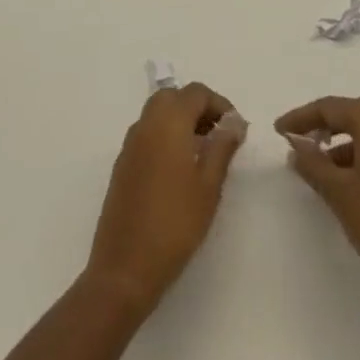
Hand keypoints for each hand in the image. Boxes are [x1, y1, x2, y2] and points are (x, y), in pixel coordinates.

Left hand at [85, 83, 245, 315]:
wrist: (125, 266)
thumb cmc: (175, 224)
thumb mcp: (208, 186)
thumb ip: (222, 147)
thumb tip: (234, 121)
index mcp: (167, 123)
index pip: (195, 93)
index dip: (219, 103)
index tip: (236, 128)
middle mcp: (145, 125)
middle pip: (172, 97)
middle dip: (198, 108)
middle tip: (219, 135)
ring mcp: (129, 145)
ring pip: (157, 114)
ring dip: (181, 121)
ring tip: (204, 153)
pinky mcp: (122, 164)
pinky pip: (147, 134)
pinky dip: (165, 136)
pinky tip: (180, 169)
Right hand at [275, 96, 359, 314]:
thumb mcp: (339, 192)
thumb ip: (313, 164)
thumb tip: (296, 148)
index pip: (332, 107)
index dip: (302, 117)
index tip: (279, 131)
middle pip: (355, 112)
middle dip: (325, 124)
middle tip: (300, 142)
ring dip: (345, 142)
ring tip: (321, 167)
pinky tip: (350, 180)